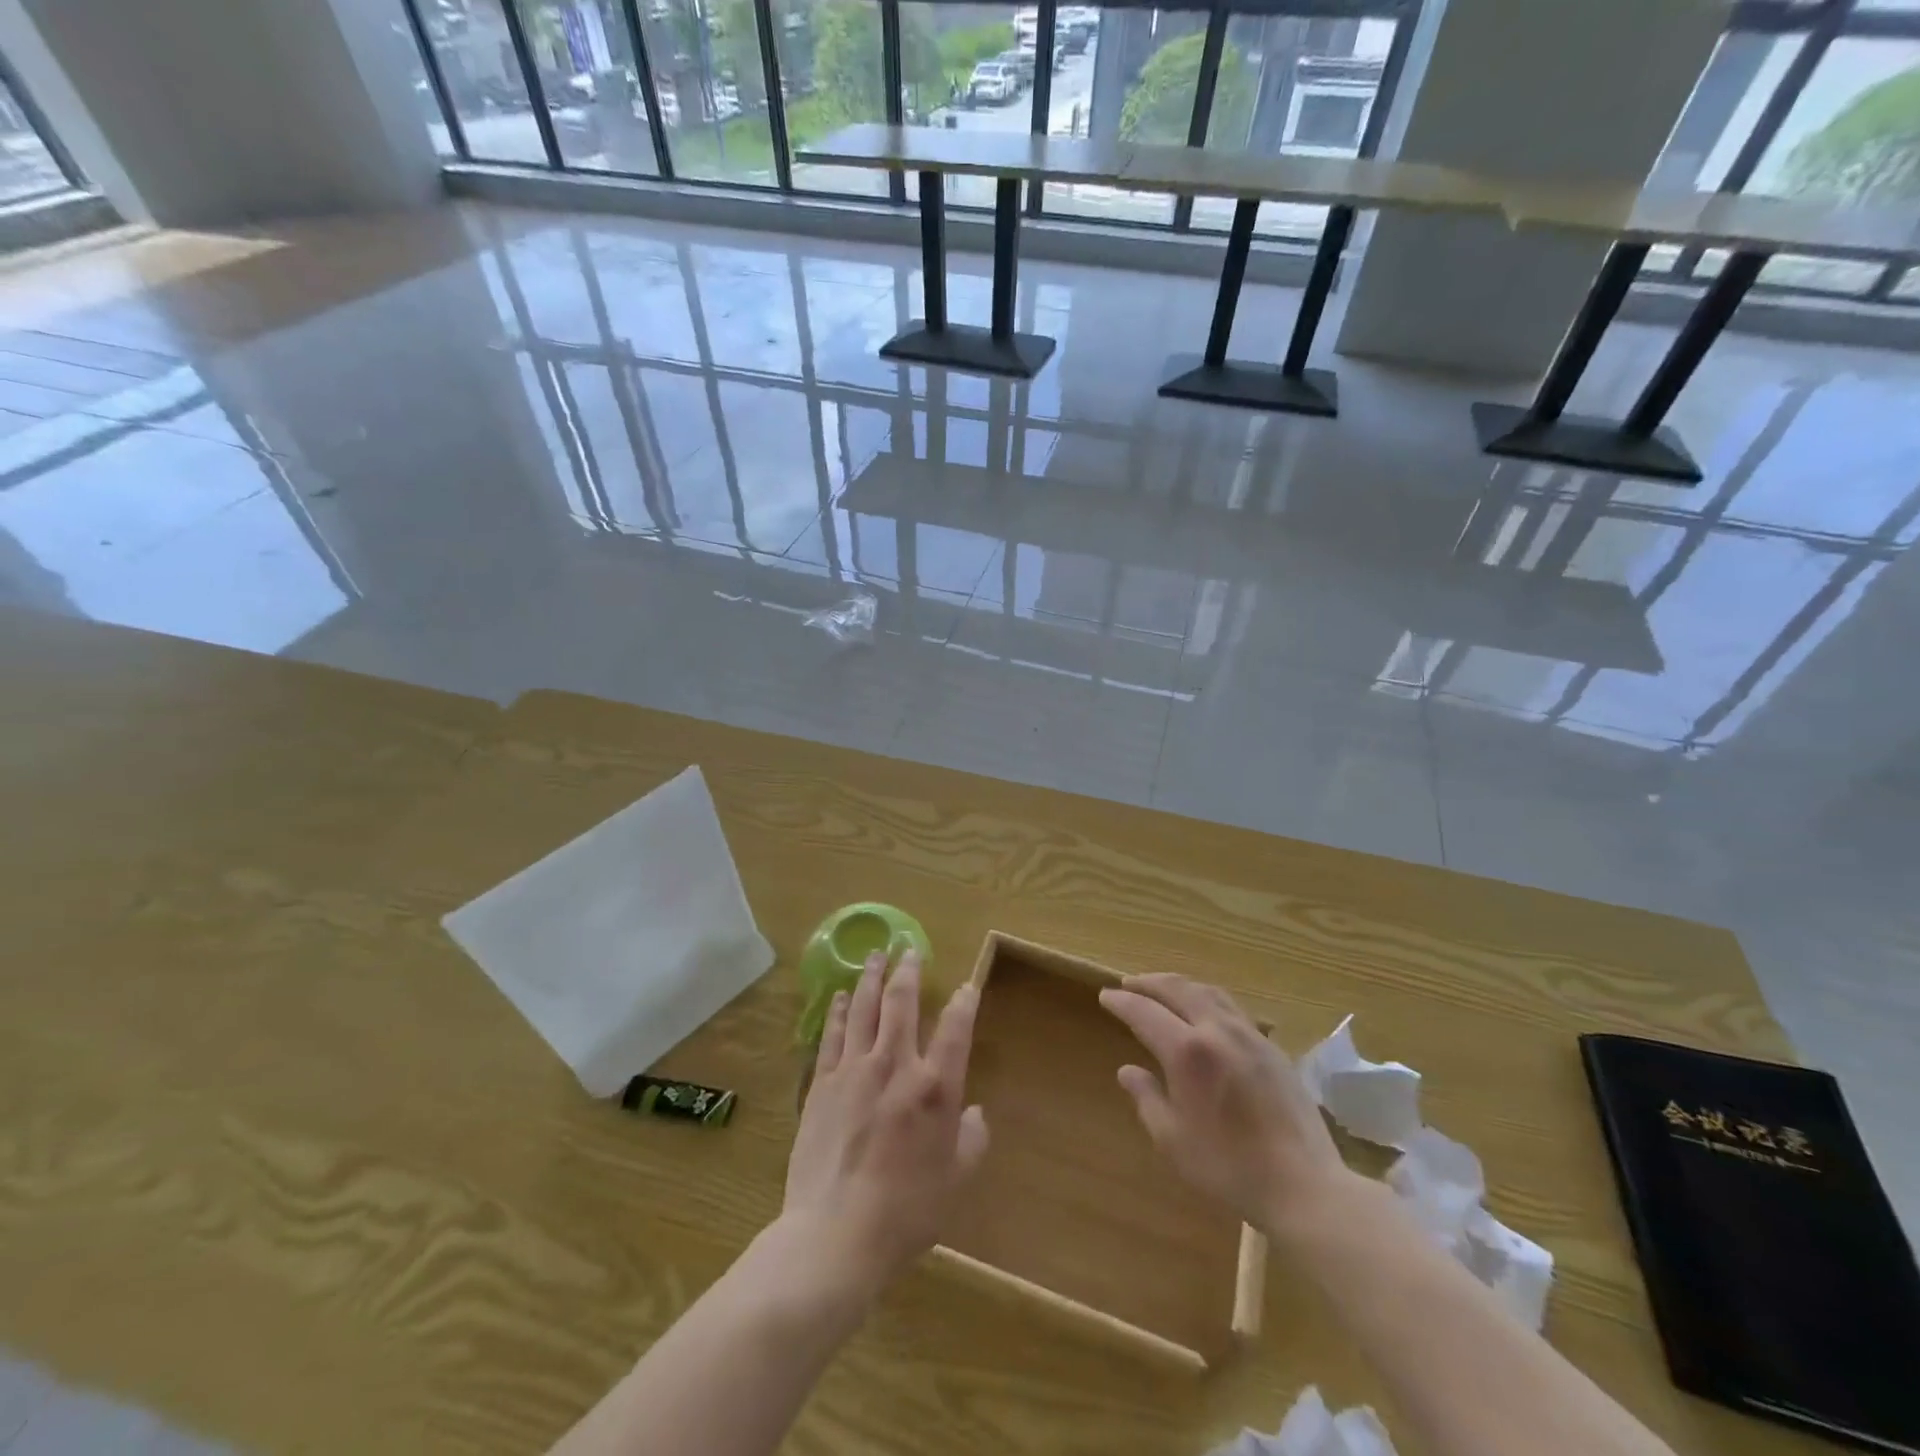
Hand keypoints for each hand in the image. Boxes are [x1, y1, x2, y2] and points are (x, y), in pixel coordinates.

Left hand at [782, 949, 988, 1297]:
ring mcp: (854, 1070)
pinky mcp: (822, 1083)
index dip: (964, 1002)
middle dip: (908, 970)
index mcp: (935, 1087)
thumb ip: (972, 1141)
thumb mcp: (955, 1181)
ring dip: (871, 977)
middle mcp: (895, 1065)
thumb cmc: (905, 1212)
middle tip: (909, 948)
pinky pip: (832, 1035)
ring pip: (864, 1008)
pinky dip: (839, 1011)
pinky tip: (841, 996)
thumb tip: (977, 1114)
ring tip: (876, 955)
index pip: (955, 1028)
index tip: (966, 986)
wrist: (835, 1234)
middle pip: (901, 1002)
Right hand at [1099, 972, 1350, 1238]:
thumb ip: (1147, 1098)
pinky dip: (1206, 997)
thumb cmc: (1229, 1168)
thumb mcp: (1173, 1140)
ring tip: (1163, 987)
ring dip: (1179, 984)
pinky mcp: (1272, 1048)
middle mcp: (1217, 1031)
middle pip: (1178, 989)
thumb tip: (1127, 1071)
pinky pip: (1231, 1007)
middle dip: (1148, 983)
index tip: (1105, 996)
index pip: (1144, 1012)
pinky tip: (1204, 1011)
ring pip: (1208, 992)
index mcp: (1187, 1052)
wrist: (1304, 1186)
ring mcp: (1249, 1036)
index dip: (1122, 1002)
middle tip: (1128, 983)